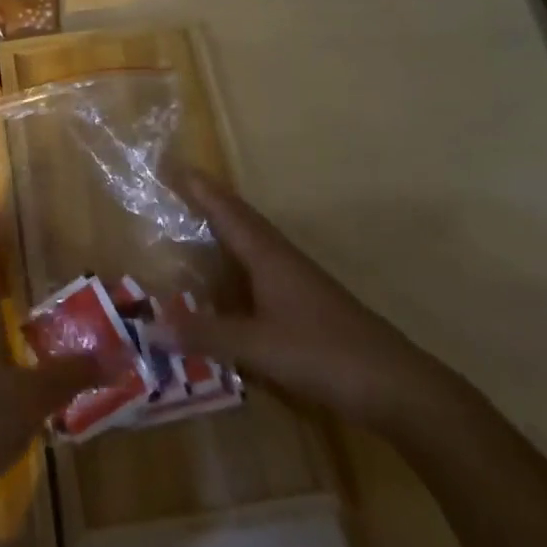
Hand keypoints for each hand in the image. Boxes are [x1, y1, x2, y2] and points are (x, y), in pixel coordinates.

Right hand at [170, 177, 448, 431]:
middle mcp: (278, 257)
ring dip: (219, 231)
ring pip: (248, 244)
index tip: (168, 161)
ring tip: (187, 228)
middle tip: (170, 187)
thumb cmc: (323, 353)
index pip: (224, 208)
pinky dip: (232, 268)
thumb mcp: (258, 346)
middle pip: (235, 218)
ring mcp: (294, 280)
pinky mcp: (303, 304)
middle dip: (204, 200)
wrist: (396, 385)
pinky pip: (256, 272)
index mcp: (266, 253)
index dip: (196, 185)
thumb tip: (149, 325)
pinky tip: (223, 287)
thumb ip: (205, 335)